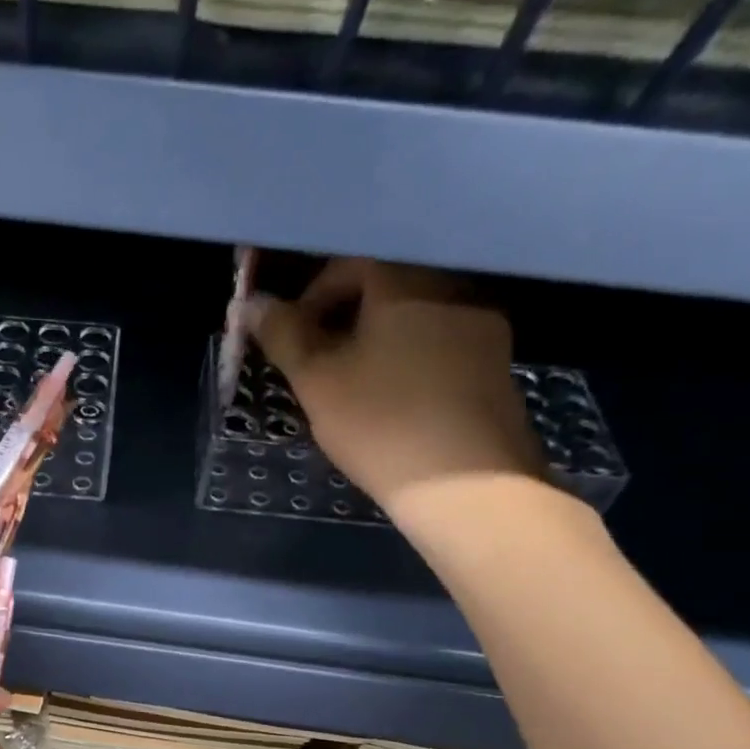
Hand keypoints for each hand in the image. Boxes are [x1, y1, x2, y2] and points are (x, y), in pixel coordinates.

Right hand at [246, 259, 545, 525]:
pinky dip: (410, 364)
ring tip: (354, 390)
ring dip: (378, 343)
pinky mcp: (498, 367)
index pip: (349, 264)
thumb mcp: (316, 381)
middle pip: (385, 289)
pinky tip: (396, 407)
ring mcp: (483, 328)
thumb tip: (251, 304)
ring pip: (415, 320)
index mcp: (406, 280)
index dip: (310, 298)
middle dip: (344, 321)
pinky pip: (441, 348)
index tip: (292, 340)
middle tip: (318, 368)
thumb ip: (283, 336)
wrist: (466, 485)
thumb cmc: (380, 423)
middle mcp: (453, 287)